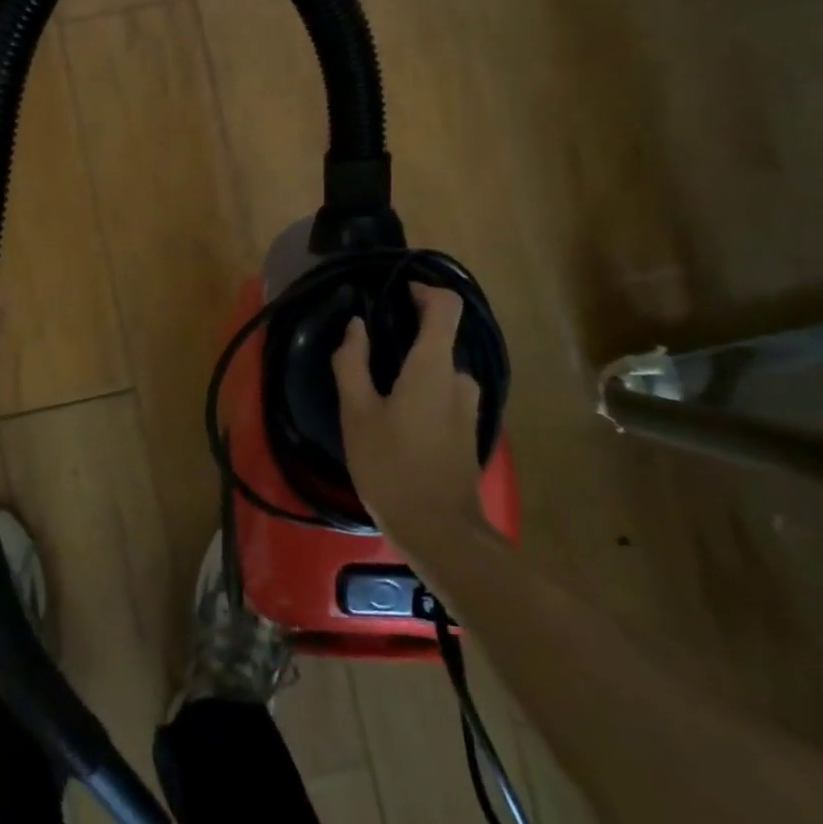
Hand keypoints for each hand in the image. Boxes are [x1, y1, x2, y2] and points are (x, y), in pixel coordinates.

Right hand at [332, 283, 484, 542]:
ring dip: (412, 370)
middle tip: (369, 353)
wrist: (441, 532)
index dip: (424, 291)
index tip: (396, 293)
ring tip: (377, 391)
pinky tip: (396, 421)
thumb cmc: (392, 466)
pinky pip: (445, 395)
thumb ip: (353, 363)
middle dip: (407, 338)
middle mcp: (460, 379)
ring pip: (440, 372)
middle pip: (439, 339)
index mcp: (434, 366)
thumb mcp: (357, 413)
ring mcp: (469, 408)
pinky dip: (422, 393)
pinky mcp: (469, 432)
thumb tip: (355, 326)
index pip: (446, 307)